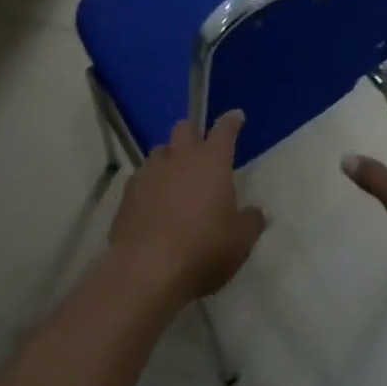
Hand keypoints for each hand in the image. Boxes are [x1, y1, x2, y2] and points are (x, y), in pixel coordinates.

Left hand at [109, 110, 267, 302]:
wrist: (147, 269)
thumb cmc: (203, 248)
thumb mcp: (240, 241)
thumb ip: (252, 222)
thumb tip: (259, 211)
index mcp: (212, 161)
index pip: (224, 130)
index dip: (230, 121)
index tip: (235, 117)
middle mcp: (180, 158)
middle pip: (184, 128)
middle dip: (193, 134)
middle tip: (200, 149)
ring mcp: (150, 172)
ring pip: (159, 151)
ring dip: (168, 159)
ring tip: (174, 178)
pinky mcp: (127, 193)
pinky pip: (141, 177)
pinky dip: (149, 184)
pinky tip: (152, 202)